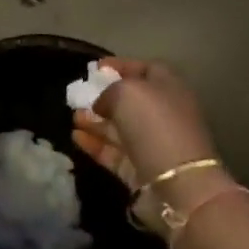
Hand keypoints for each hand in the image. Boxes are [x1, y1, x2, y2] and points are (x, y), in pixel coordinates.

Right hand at [72, 59, 226, 208]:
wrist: (176, 182)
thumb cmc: (154, 125)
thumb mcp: (126, 92)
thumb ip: (108, 91)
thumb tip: (101, 105)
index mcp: (169, 89)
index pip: (145, 69)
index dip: (121, 65)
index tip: (95, 68)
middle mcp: (163, 114)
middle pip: (130, 101)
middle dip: (102, 97)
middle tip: (78, 96)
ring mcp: (152, 143)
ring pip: (118, 128)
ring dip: (94, 121)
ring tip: (73, 117)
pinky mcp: (139, 169)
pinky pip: (113, 152)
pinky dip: (94, 143)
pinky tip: (75, 136)